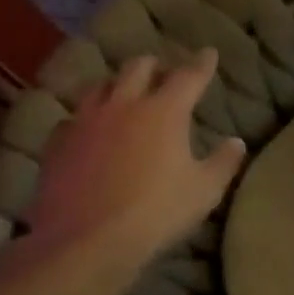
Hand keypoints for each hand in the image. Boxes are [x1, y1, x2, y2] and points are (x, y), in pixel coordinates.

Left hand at [25, 51, 245, 267]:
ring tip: (123, 92)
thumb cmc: (156, 212)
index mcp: (164, 111)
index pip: (189, 76)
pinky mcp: (57, 145)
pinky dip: (86, 118)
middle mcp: (123, 105)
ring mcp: (84, 122)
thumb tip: (236, 142)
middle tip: (163, 72)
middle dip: (155, 65)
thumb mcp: (204, 190)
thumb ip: (223, 162)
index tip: (209, 52)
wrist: (85, 242)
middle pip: (138, 68)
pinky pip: (72, 118)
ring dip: (116, 84)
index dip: (202, 63)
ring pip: (99, 86)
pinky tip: (88, 130)